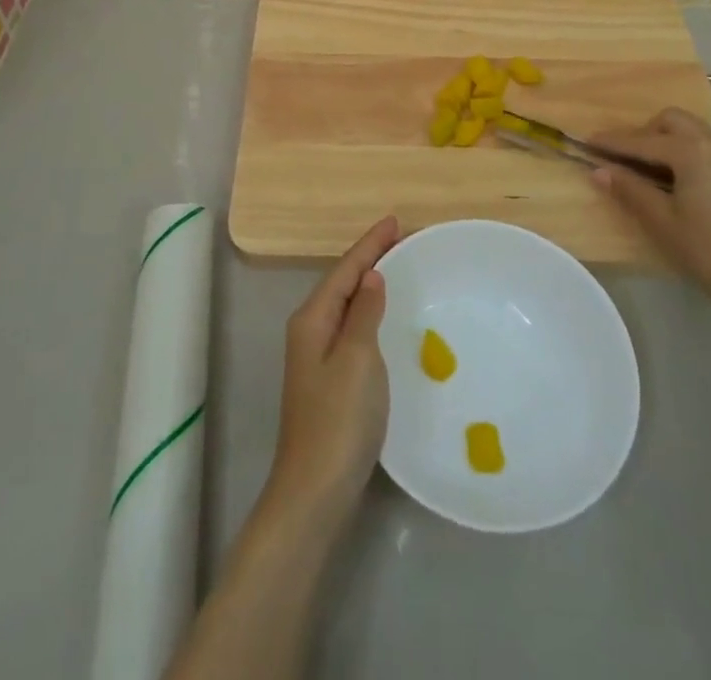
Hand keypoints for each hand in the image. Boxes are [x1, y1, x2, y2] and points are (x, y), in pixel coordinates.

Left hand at [266, 216, 399, 521]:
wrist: (314, 490)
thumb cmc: (339, 420)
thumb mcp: (357, 359)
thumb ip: (363, 313)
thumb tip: (370, 276)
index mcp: (312, 319)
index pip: (344, 268)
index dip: (370, 244)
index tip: (395, 221)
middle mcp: (309, 330)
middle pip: (341, 281)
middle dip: (368, 258)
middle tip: (401, 239)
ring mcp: (315, 356)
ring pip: (344, 304)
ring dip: (367, 283)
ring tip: (395, 266)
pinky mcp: (327, 379)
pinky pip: (349, 327)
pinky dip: (367, 311)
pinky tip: (381, 316)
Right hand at [590, 108, 710, 318]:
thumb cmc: (703, 248)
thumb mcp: (659, 219)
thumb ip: (628, 188)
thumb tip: (598, 170)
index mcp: (692, 151)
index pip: (643, 142)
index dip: (613, 143)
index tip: (586, 141)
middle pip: (669, 121)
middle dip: (643, 133)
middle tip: (623, 158)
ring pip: (688, 128)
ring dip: (663, 138)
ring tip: (646, 166)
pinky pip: (703, 142)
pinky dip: (682, 147)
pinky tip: (673, 174)